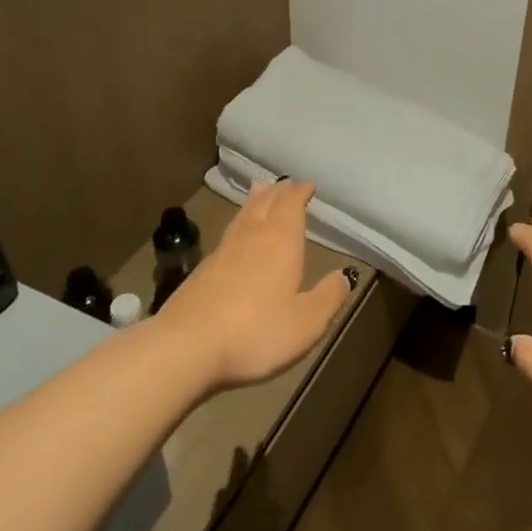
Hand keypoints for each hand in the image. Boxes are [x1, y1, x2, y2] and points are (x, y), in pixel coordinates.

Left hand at [155, 181, 351, 389]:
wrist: (186, 347)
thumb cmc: (256, 332)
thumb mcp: (307, 322)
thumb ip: (329, 297)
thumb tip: (345, 275)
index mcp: (281, 243)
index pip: (292, 207)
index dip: (300, 193)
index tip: (308, 183)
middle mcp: (252, 239)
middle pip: (265, 205)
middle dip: (278, 192)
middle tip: (286, 183)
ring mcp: (222, 253)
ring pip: (243, 216)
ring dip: (255, 201)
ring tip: (260, 190)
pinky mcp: (202, 271)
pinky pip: (227, 234)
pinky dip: (237, 223)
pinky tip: (235, 234)